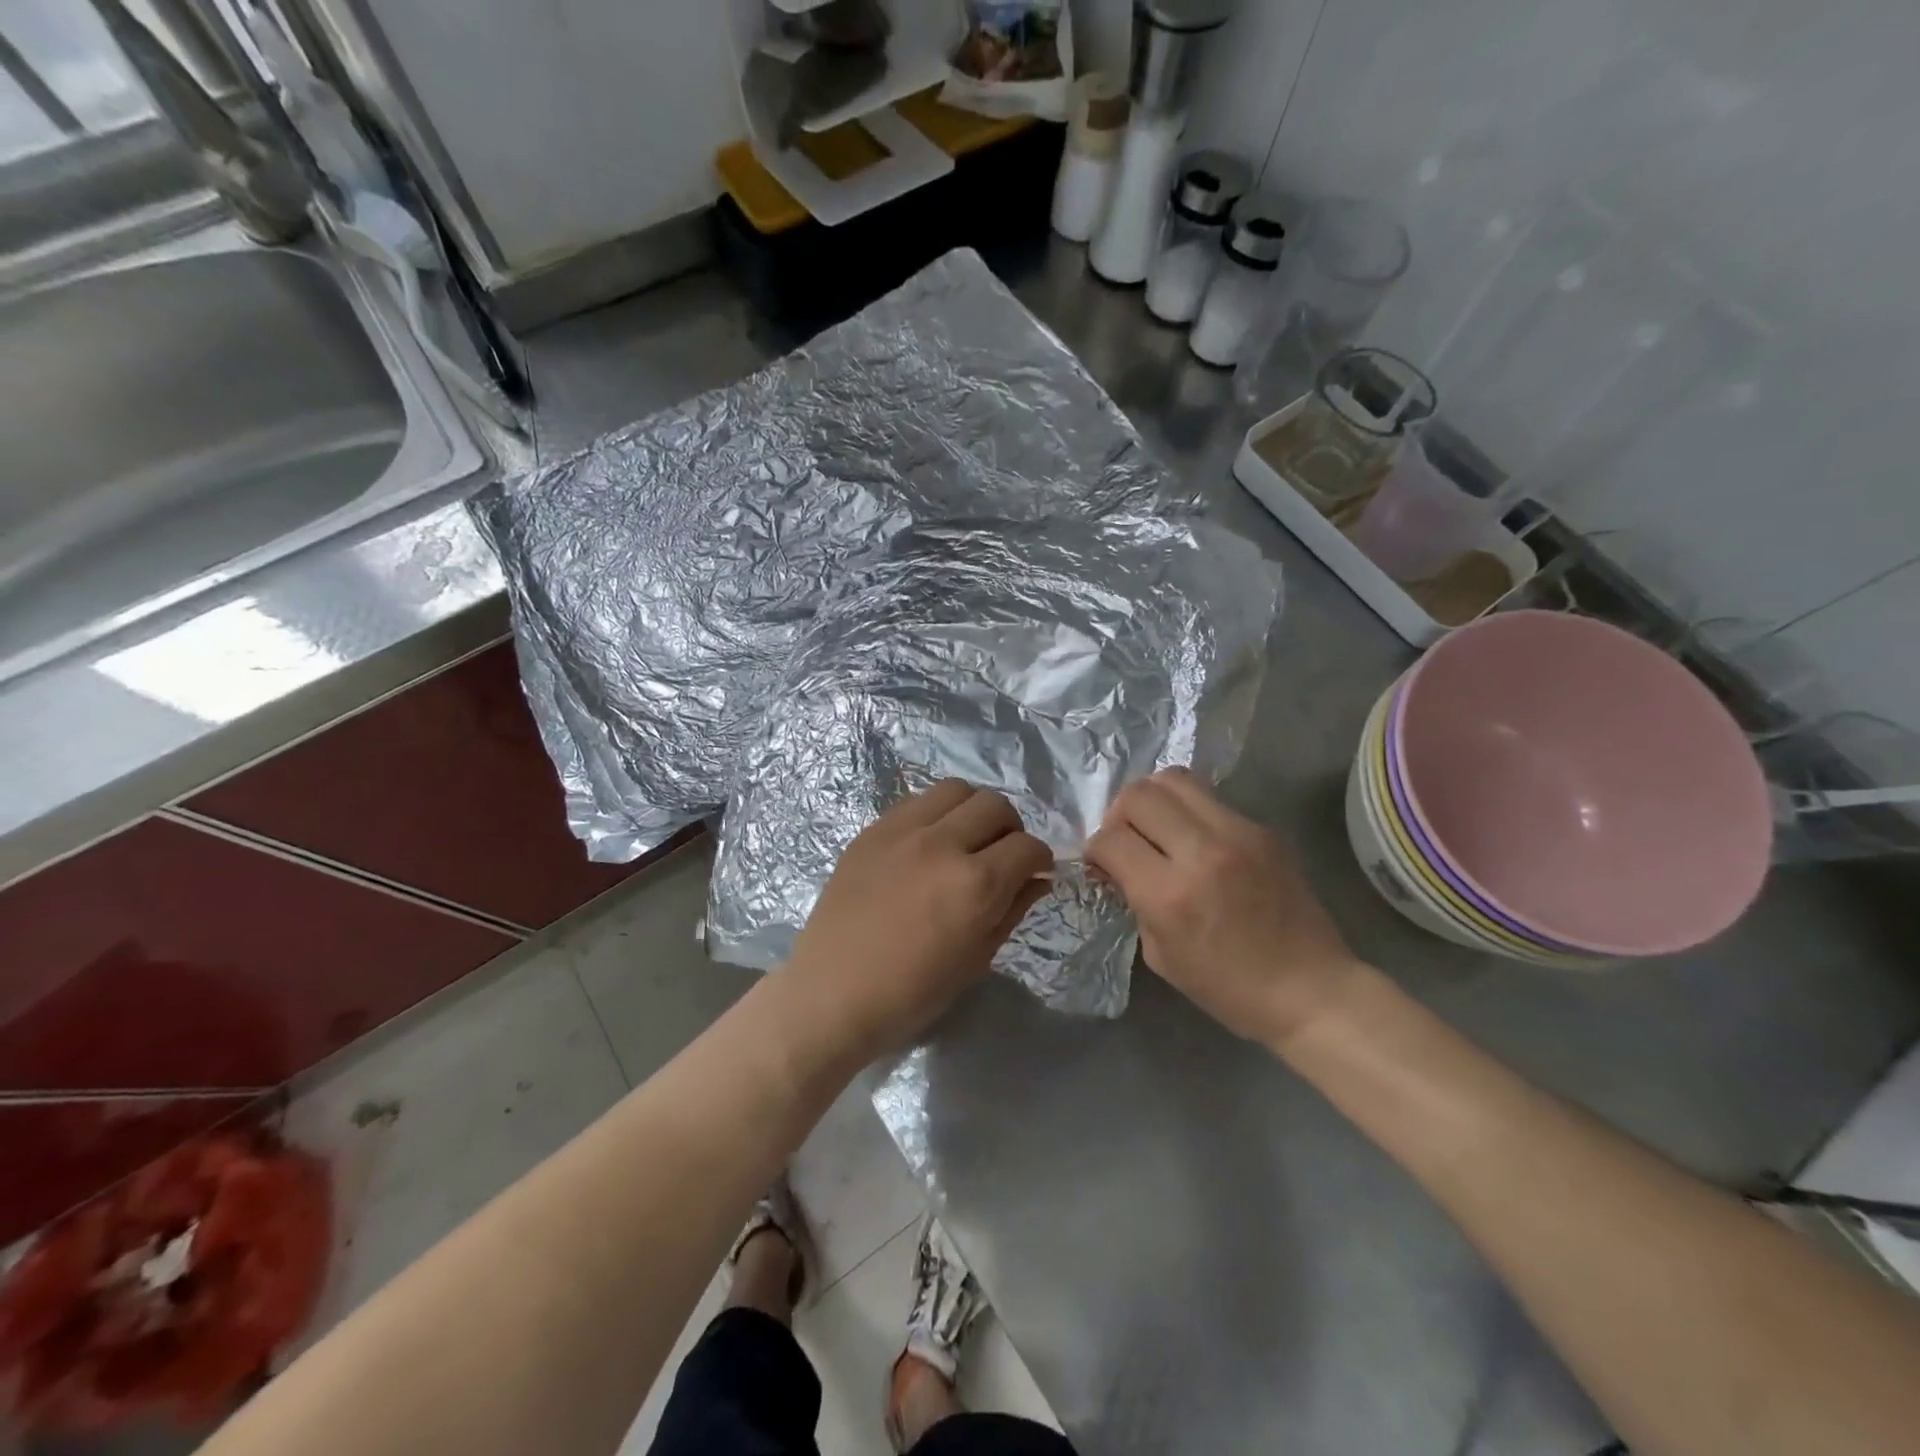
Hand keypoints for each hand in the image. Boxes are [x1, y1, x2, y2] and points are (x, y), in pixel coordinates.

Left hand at [785, 780, 1052, 1056]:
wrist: (832, 994)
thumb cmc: (911, 993)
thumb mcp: (976, 959)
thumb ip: (1013, 909)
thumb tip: (1038, 879)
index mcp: (975, 884)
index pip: (1027, 846)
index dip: (1039, 859)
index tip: (1034, 872)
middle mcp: (942, 844)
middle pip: (995, 804)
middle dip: (1011, 828)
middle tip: (1002, 855)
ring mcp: (902, 831)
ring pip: (955, 789)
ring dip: (972, 810)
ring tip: (965, 839)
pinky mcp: (872, 830)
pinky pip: (915, 801)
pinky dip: (934, 814)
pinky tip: (928, 843)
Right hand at [1086, 769, 1361, 1045]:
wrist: (1311, 989)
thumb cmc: (1229, 988)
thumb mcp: (1161, 954)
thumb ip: (1135, 900)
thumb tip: (1121, 865)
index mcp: (1170, 894)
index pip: (1111, 839)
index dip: (1095, 849)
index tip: (1102, 863)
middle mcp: (1202, 851)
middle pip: (1138, 794)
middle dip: (1119, 814)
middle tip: (1127, 839)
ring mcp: (1238, 833)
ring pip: (1174, 779)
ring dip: (1153, 801)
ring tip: (1158, 828)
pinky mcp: (1263, 829)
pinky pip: (1209, 799)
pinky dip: (1189, 812)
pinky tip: (1196, 842)